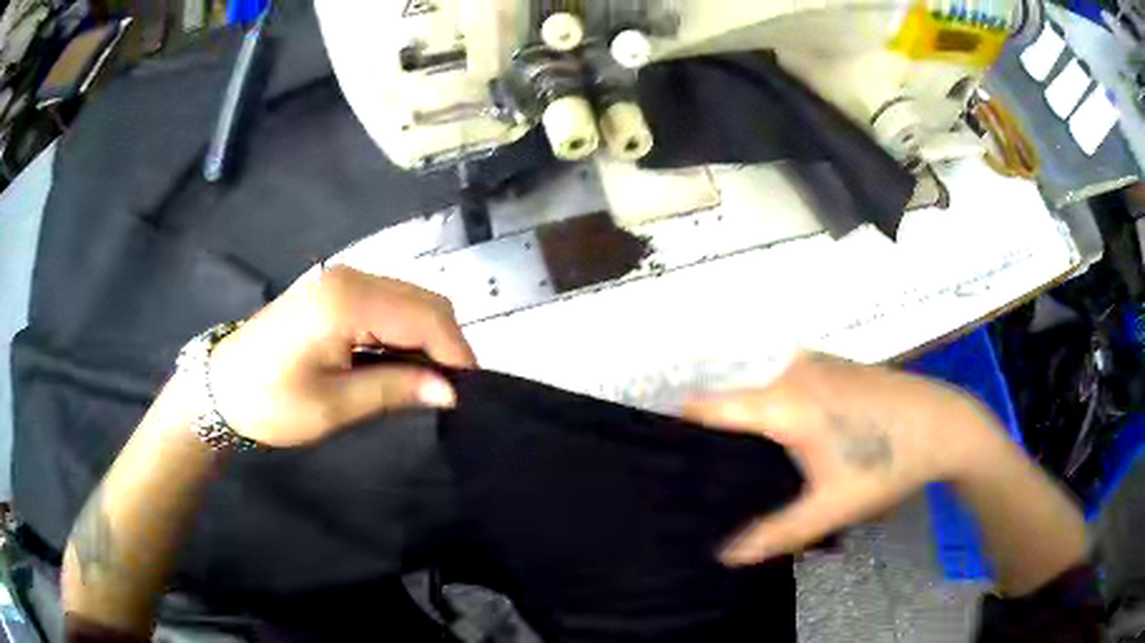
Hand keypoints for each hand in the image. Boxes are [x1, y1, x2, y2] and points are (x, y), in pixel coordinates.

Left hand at [208, 267, 475, 447]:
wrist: (221, 387)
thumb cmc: (272, 402)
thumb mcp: (335, 405)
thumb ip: (396, 389)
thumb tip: (450, 390)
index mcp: (349, 301)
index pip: (427, 318)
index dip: (456, 354)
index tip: (469, 394)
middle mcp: (352, 276)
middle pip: (424, 301)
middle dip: (447, 344)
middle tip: (449, 391)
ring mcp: (344, 278)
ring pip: (411, 299)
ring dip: (428, 337)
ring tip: (426, 381)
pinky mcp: (337, 288)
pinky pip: (390, 302)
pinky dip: (406, 330)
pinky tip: (399, 360)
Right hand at [683, 353, 1006, 565]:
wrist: (943, 424)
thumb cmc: (886, 464)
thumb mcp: (831, 508)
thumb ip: (776, 535)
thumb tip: (724, 557)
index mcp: (785, 401)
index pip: (710, 405)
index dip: (682, 428)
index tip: (664, 455)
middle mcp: (792, 369)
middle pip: (735, 398)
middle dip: (719, 436)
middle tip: (710, 476)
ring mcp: (814, 361)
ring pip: (763, 389)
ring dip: (751, 423)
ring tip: (746, 465)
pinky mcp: (832, 364)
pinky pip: (786, 383)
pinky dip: (776, 409)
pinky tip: (791, 442)